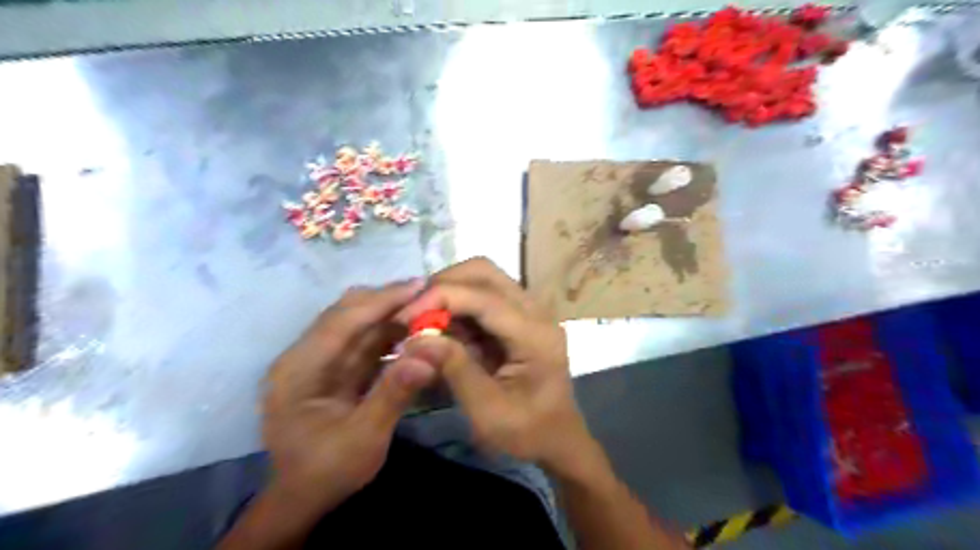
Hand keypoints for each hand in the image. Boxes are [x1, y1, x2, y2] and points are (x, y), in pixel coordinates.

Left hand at [266, 281, 438, 516]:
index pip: (341, 322)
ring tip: (425, 307)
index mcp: (298, 369)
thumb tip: (429, 354)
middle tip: (427, 293)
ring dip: (391, 315)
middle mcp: (305, 357)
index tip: (418, 285)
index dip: (381, 301)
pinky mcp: (336, 369)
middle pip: (346, 315)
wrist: (306, 497)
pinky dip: (390, 333)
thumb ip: (394, 394)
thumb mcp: (363, 438)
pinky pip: (365, 342)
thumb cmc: (327, 471)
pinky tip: (413, 330)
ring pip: (357, 325)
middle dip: (386, 301)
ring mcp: (320, 362)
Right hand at [392, 259, 596, 476]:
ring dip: (449, 292)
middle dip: (443, 285)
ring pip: (483, 278)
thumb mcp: (487, 411)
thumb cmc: (527, 432)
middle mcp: (536, 312)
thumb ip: (454, 369)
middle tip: (413, 313)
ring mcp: (529, 311)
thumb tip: (414, 339)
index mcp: (535, 335)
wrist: (558, 438)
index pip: (484, 297)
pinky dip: (457, 305)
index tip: (403, 317)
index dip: (440, 298)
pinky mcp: (519, 316)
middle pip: (485, 272)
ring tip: (423, 321)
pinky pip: (483, 296)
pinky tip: (441, 327)